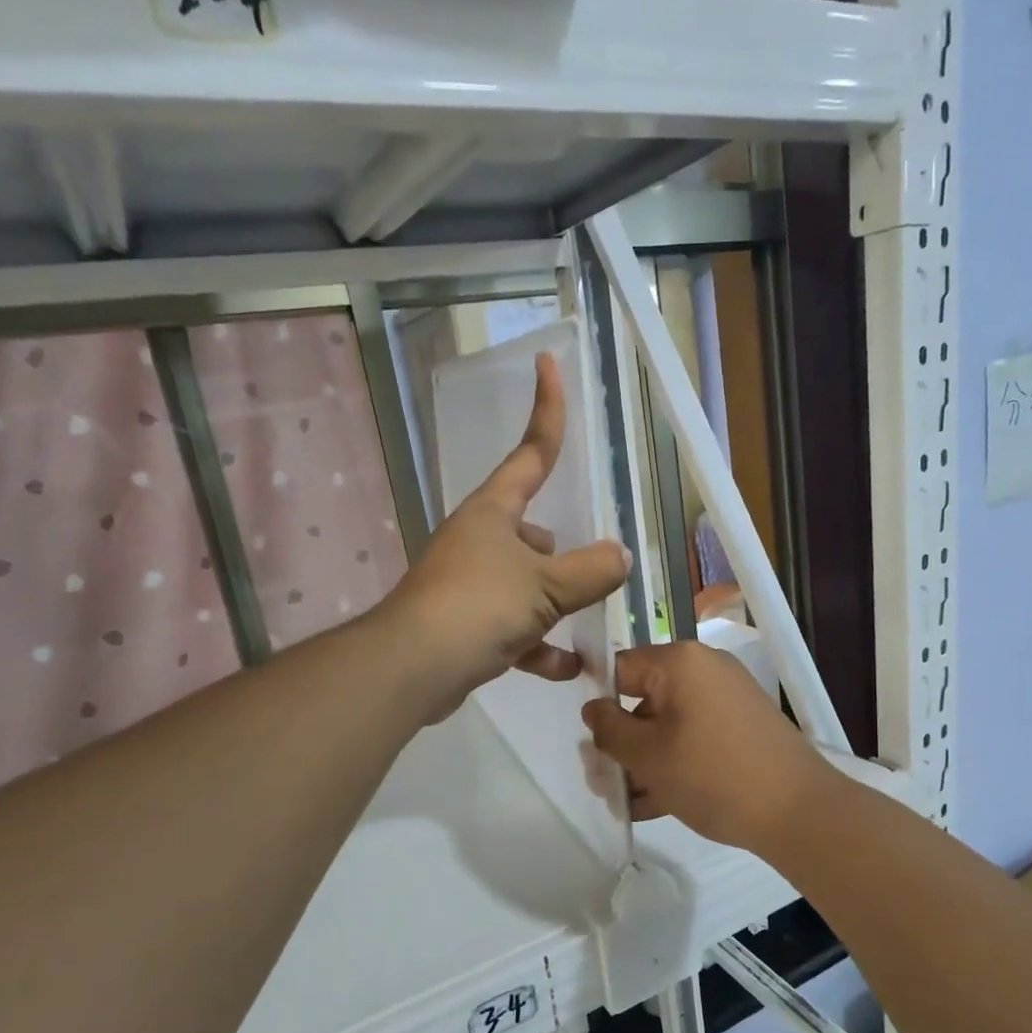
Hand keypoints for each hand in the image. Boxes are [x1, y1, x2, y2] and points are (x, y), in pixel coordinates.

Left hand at [380, 351, 629, 721]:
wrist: (412, 667)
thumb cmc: (478, 606)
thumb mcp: (545, 586)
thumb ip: (590, 571)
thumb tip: (619, 557)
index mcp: (493, 512)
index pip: (531, 453)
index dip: (547, 410)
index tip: (548, 364)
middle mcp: (478, 540)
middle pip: (532, 531)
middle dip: (559, 553)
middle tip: (589, 575)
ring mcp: (468, 582)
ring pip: (523, 583)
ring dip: (552, 605)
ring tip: (583, 625)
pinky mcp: (462, 623)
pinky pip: (511, 627)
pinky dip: (536, 645)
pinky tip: (565, 668)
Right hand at [582, 642, 838, 852]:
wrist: (798, 811)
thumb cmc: (712, 774)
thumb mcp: (647, 755)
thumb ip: (609, 729)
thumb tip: (593, 709)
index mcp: (680, 662)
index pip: (620, 668)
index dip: (598, 702)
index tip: (588, 741)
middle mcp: (705, 670)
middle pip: (644, 699)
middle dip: (621, 743)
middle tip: (602, 782)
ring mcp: (727, 699)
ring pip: (668, 725)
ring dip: (644, 761)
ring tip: (626, 802)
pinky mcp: (741, 728)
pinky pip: (694, 738)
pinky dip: (674, 764)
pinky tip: (653, 805)